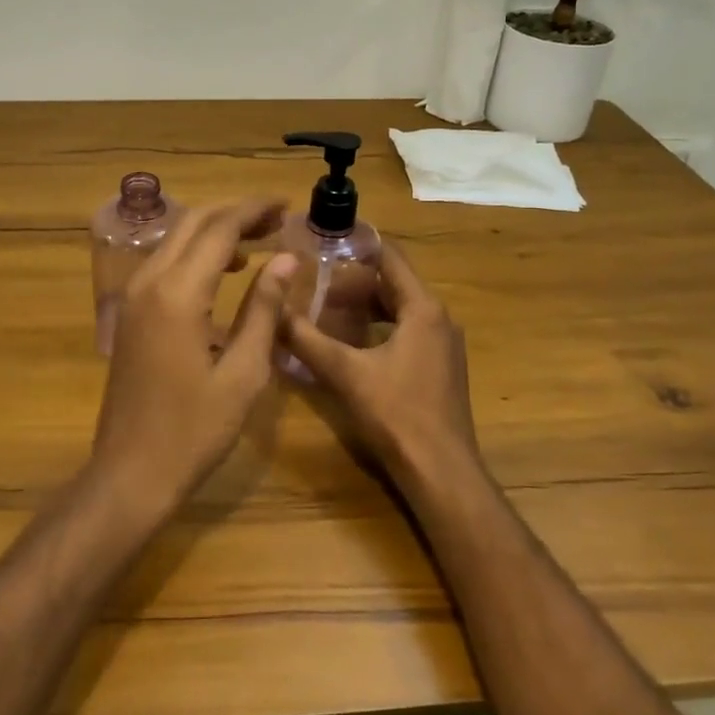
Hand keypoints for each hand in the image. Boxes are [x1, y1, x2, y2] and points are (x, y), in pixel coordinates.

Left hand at [93, 199, 296, 508]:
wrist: (130, 473)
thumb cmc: (194, 431)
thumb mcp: (244, 373)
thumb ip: (264, 309)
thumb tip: (286, 260)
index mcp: (178, 293)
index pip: (219, 229)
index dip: (255, 210)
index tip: (287, 205)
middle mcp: (149, 282)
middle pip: (193, 223)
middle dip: (235, 213)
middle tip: (277, 218)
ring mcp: (133, 297)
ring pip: (176, 239)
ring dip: (215, 231)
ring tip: (259, 241)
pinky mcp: (130, 313)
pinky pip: (165, 263)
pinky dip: (196, 253)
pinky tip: (224, 271)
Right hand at [281, 240, 480, 484]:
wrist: (441, 472)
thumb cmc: (397, 413)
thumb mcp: (345, 372)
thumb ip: (307, 340)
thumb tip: (272, 313)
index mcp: (423, 309)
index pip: (390, 258)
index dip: (358, 246)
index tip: (324, 242)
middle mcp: (438, 319)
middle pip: (393, 285)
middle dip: (353, 282)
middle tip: (314, 283)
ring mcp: (442, 345)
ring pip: (398, 311)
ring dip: (364, 308)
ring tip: (325, 311)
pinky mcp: (439, 369)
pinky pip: (406, 333)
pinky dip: (377, 329)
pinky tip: (349, 345)